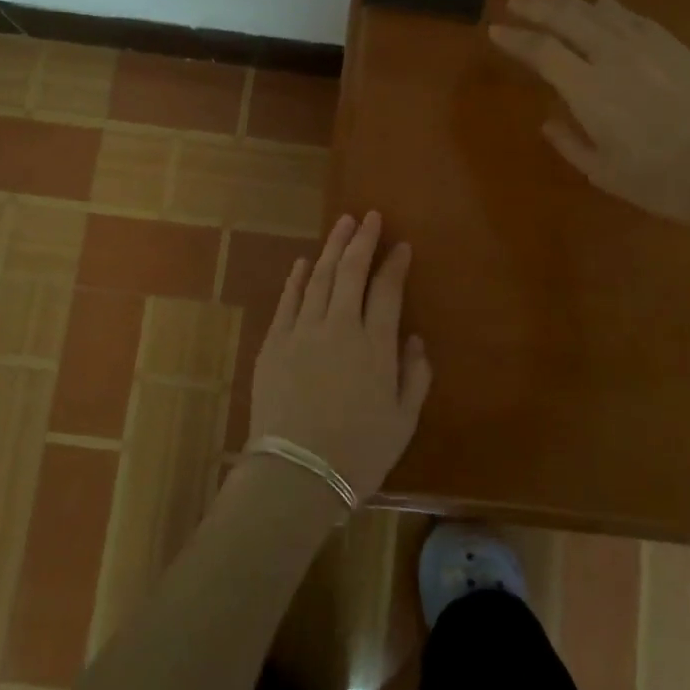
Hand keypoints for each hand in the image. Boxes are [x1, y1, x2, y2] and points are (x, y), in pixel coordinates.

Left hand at [247, 212, 432, 500]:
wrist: (296, 473)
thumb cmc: (358, 453)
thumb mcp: (403, 421)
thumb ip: (414, 376)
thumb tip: (415, 340)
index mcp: (374, 344)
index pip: (387, 289)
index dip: (394, 264)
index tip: (401, 245)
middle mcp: (338, 326)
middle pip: (350, 271)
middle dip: (361, 240)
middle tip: (369, 216)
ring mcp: (302, 331)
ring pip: (318, 277)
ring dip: (331, 248)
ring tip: (342, 225)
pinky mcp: (274, 342)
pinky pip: (287, 300)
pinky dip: (296, 278)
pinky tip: (302, 262)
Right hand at [489, 0, 689, 222]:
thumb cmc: (666, 182)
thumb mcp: (606, 174)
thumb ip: (571, 144)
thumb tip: (548, 121)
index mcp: (589, 90)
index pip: (542, 52)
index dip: (516, 39)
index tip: (495, 30)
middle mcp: (614, 57)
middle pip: (568, 20)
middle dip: (537, 8)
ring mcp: (649, 47)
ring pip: (599, 13)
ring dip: (569, 1)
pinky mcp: (677, 47)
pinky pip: (634, 17)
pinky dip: (611, 7)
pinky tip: (602, 2)